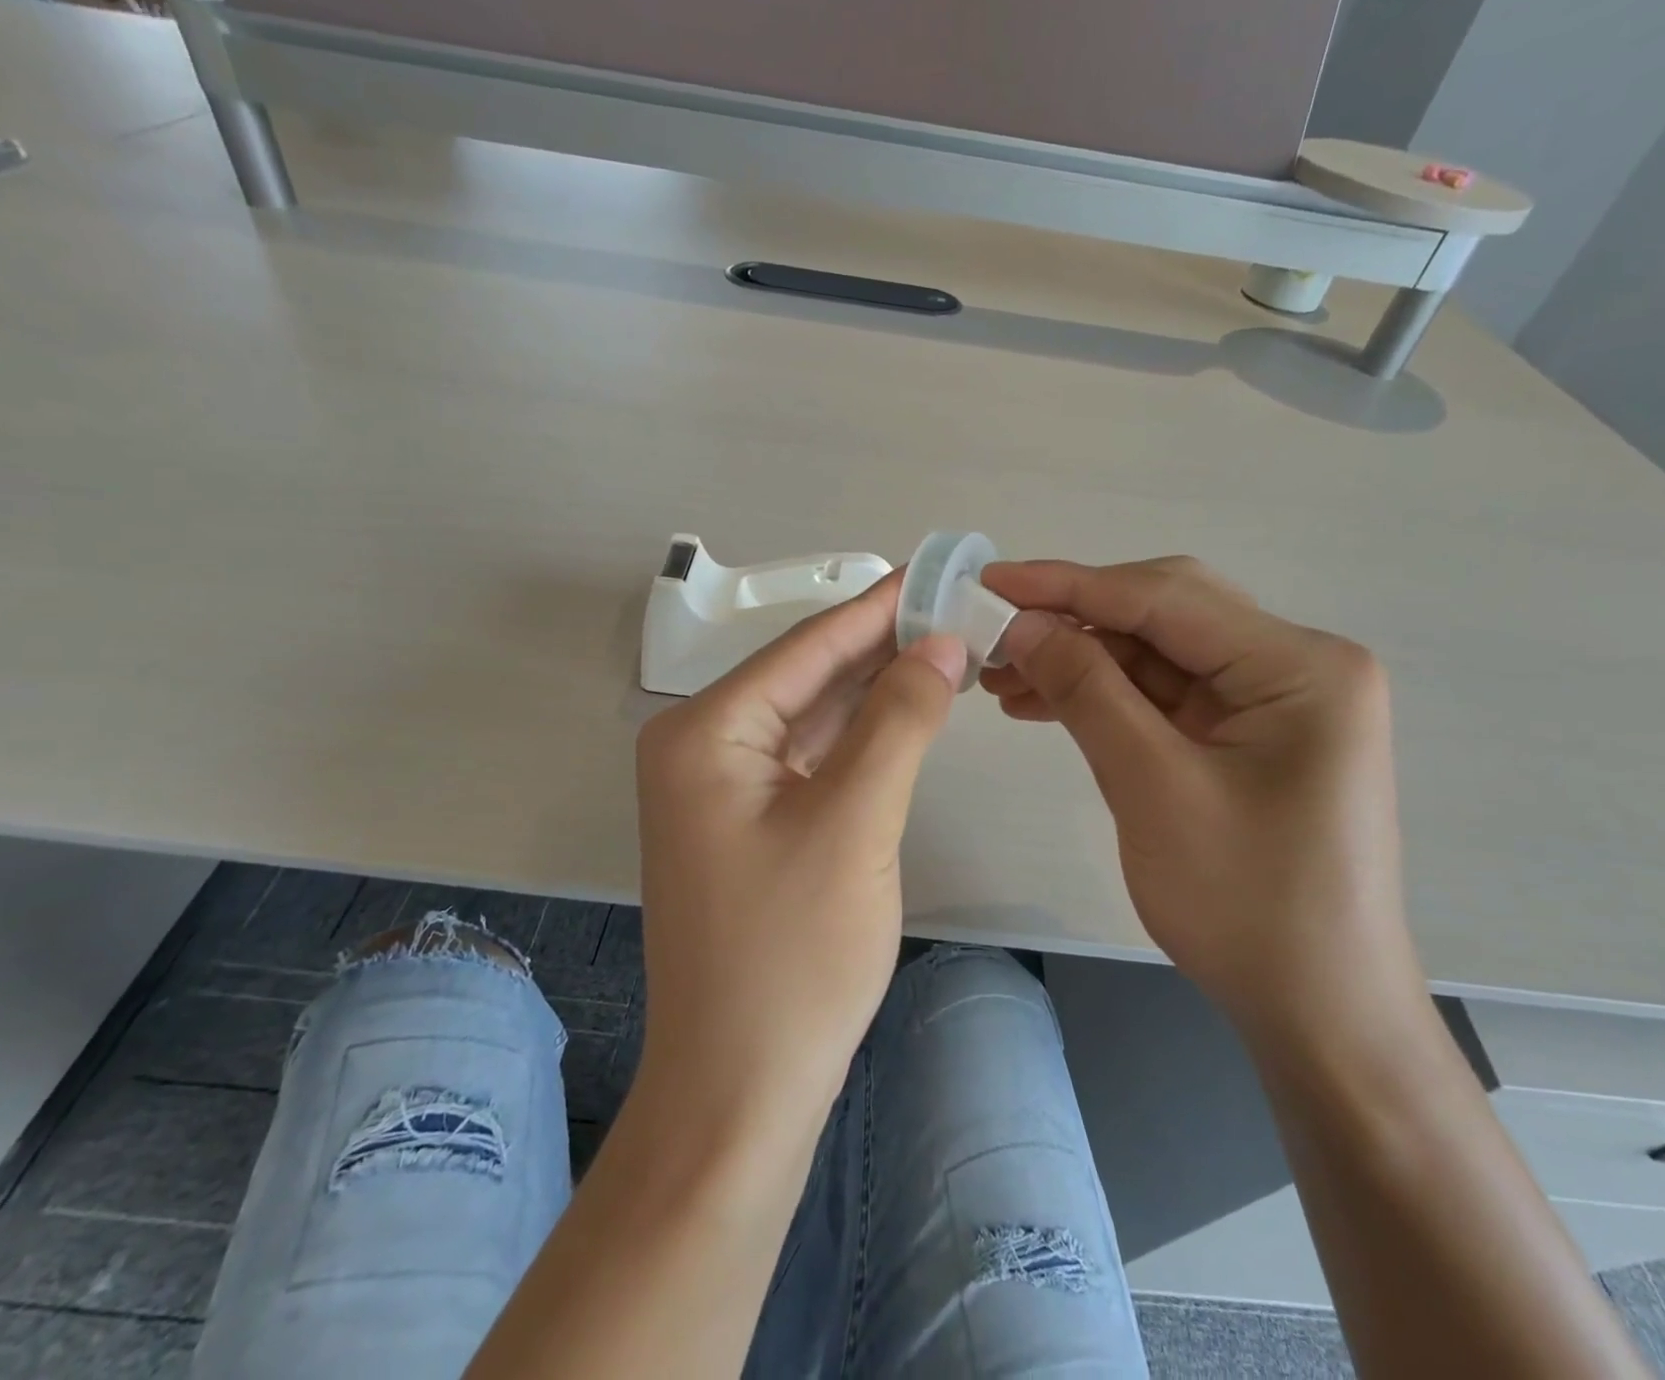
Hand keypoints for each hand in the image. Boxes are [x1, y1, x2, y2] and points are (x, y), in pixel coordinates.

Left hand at [633, 575, 965, 1122]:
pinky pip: (812, 758)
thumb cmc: (791, 956)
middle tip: (959, 609)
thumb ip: (898, 720)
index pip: (808, 646)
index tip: (940, 572)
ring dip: (877, 688)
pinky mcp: (752, 823)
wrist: (741, 1090)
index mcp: (706, 731)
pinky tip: (908, 712)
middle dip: (883, 646)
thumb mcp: (854, 822)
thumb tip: (940, 643)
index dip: (880, 607)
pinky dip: (861, 736)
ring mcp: (724, 788)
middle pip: (808, 675)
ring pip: (813, 716)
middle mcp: (704, 747)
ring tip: (949, 649)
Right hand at [980, 557, 1416, 1034]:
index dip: (1068, 585)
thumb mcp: (1152, 787)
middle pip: (1164, 615)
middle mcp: (1296, 666)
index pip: (1165, 598)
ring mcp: (1273, 701)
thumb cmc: (1247, 903)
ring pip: (1156, 654)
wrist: (1317, 1011)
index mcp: (1299, 666)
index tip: (990, 580)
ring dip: (1080, 660)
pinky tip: (1044, 702)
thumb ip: (1088, 691)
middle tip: (993, 632)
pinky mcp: (1248, 735)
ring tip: (1003, 677)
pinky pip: (1164, 695)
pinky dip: (1104, 695)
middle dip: (1073, 621)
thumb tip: (1023, 625)